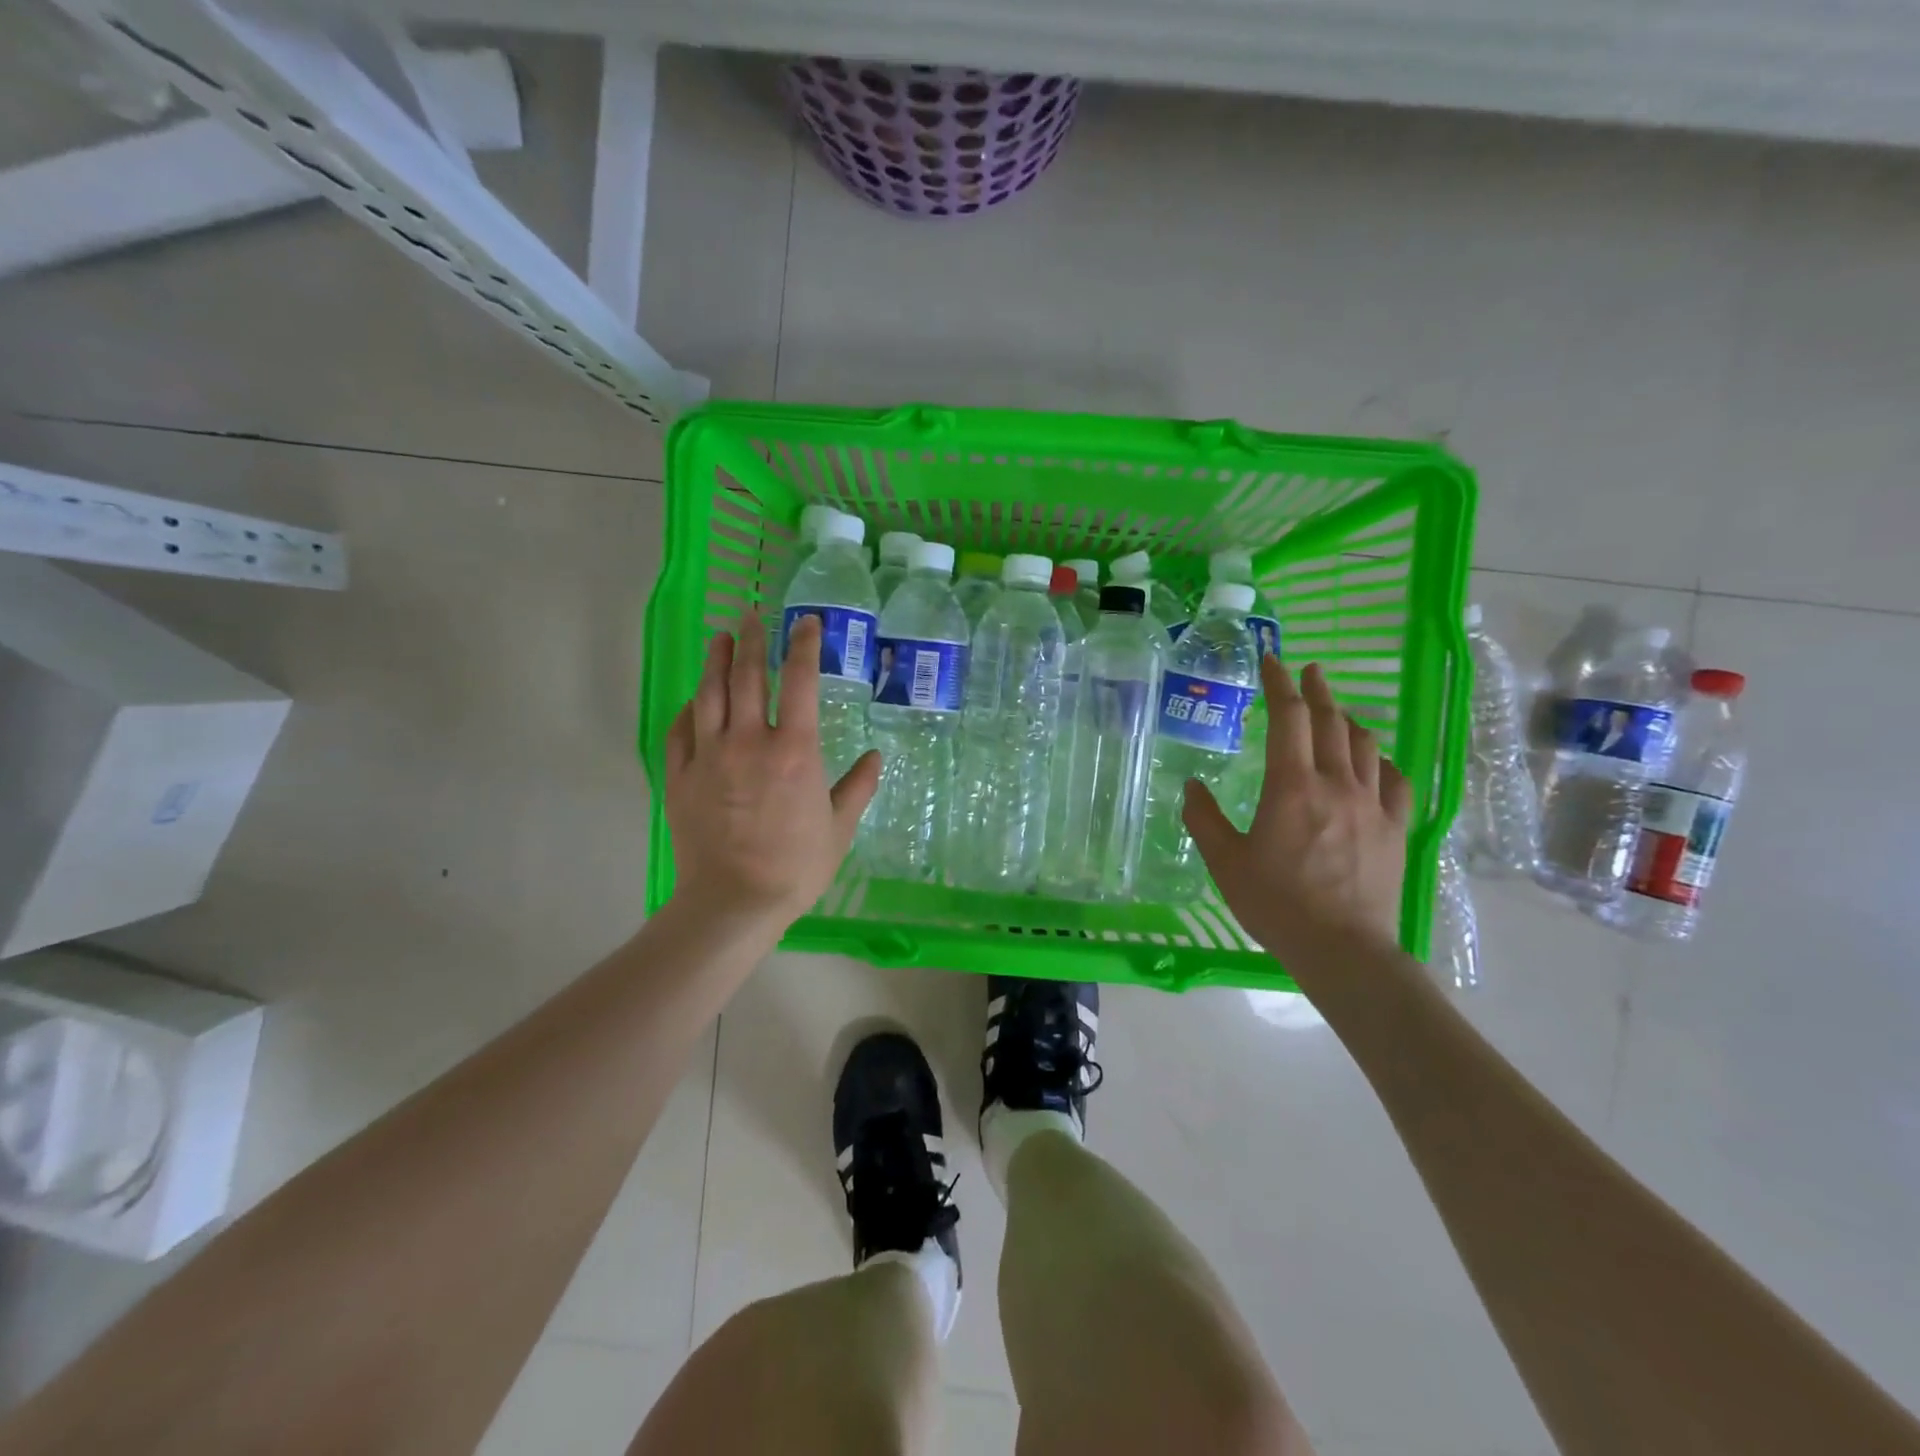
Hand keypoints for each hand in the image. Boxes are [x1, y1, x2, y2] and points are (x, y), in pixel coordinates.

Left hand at [663, 614, 879, 935]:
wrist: (733, 902)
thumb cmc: (796, 866)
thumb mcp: (839, 828)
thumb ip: (858, 787)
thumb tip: (876, 758)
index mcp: (793, 749)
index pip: (798, 679)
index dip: (803, 644)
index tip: (806, 622)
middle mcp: (748, 740)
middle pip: (746, 675)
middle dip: (751, 639)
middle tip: (752, 615)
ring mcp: (708, 756)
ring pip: (708, 694)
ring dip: (715, 661)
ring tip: (720, 638)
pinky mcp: (680, 776)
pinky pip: (680, 730)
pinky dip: (689, 709)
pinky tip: (694, 700)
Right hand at [1183, 658, 1410, 967]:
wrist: (1342, 949)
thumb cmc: (1276, 903)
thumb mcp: (1225, 862)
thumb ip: (1204, 819)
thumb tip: (1190, 786)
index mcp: (1292, 786)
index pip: (1289, 718)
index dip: (1279, 684)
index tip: (1272, 661)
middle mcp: (1337, 784)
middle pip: (1331, 722)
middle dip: (1317, 691)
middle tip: (1309, 671)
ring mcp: (1372, 806)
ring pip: (1365, 746)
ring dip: (1348, 721)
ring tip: (1336, 712)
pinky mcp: (1395, 829)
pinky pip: (1395, 781)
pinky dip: (1381, 761)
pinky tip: (1375, 761)